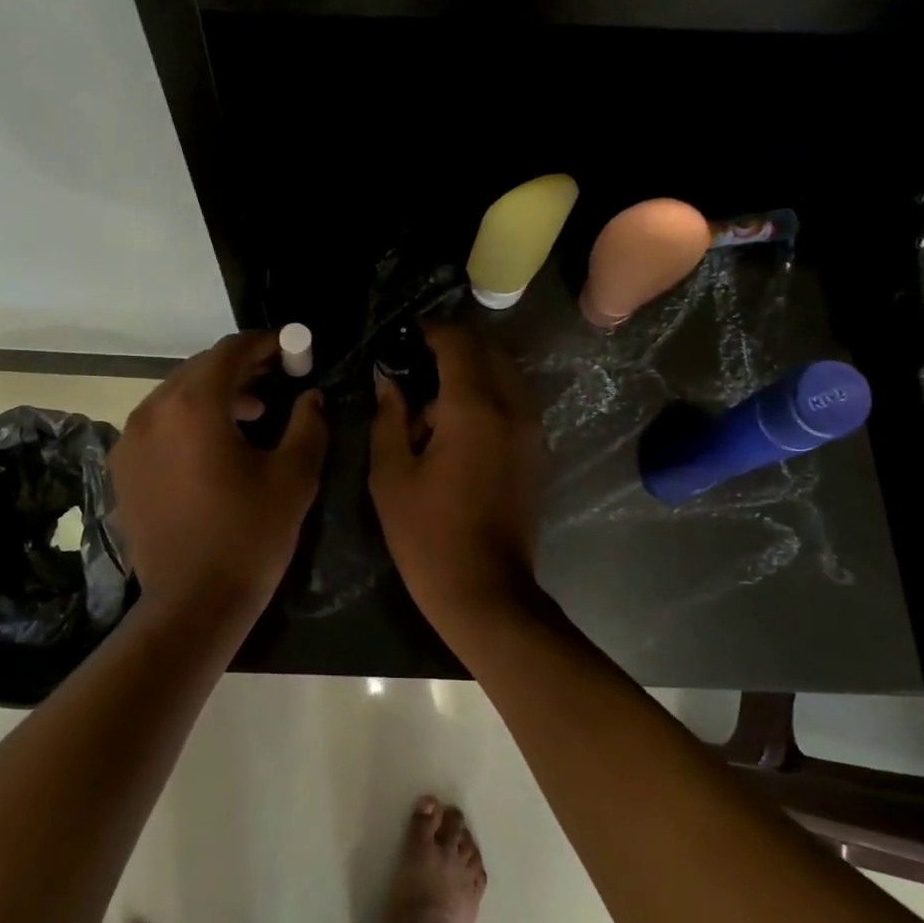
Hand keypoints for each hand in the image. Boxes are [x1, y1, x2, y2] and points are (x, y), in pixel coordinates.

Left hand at [111, 331, 327, 617]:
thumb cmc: (250, 536)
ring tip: (253, 414)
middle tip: (278, 379)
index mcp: (193, 406)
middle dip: (241, 369)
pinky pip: (159, 424)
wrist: (193, 603)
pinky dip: (189, 419)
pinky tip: (214, 445)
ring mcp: (130, 439)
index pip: (229, 352)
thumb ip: (307, 424)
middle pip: (200, 369)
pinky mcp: (123, 467)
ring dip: (215, 394)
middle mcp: (153, 411)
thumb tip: (311, 397)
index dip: (264, 344)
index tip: (291, 348)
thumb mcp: (294, 478)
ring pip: (176, 395)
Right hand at [369, 323, 546, 631]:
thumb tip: (387, 379)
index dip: (428, 332)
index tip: (402, 339)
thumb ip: (388, 417)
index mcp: (473, 409)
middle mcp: (511, 408)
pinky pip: (514, 400)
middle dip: (451, 347)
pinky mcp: (536, 450)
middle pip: (487, 350)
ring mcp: (531, 429)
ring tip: (433, 399)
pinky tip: (457, 424)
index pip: (457, 343)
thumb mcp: (390, 475)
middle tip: (414, 367)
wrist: (484, 589)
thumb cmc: (427, 535)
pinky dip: (488, 394)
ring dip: (472, 371)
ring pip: (505, 373)